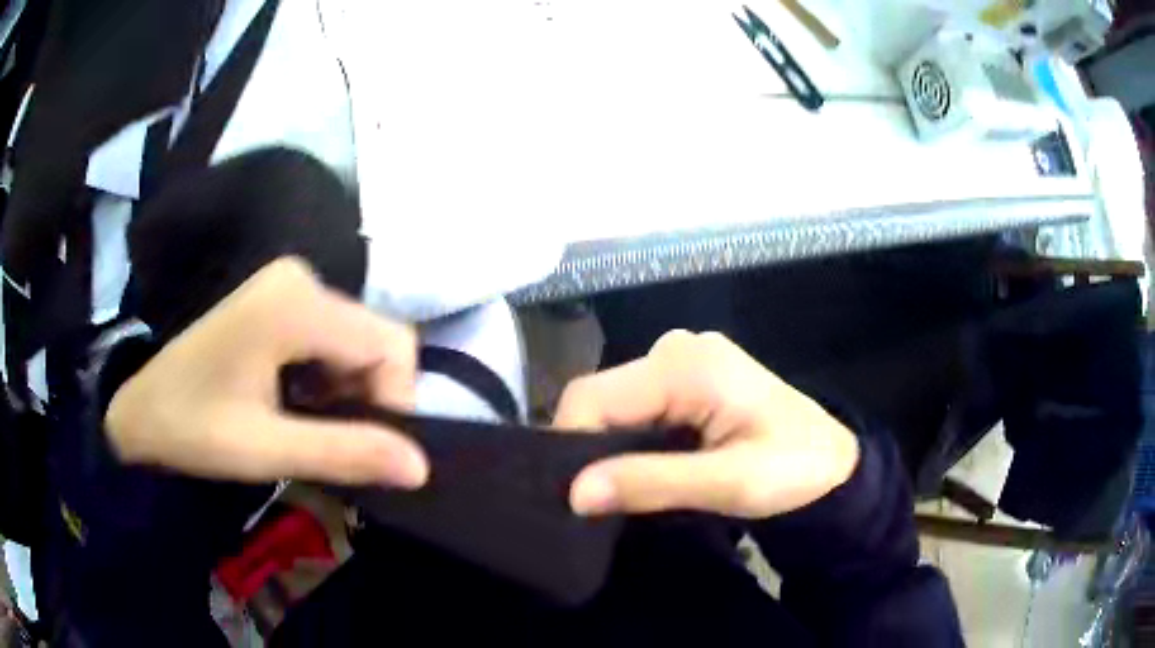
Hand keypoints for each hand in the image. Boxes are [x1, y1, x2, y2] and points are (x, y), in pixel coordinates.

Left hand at [105, 258, 428, 487]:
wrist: (141, 410)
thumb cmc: (193, 429)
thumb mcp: (266, 450)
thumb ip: (344, 453)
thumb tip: (421, 468)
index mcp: (295, 304)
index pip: (392, 345)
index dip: (396, 402)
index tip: (366, 449)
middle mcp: (301, 279)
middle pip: (377, 340)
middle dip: (368, 398)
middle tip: (330, 441)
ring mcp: (291, 284)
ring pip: (359, 341)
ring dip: (348, 392)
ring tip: (307, 425)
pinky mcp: (282, 298)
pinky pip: (335, 338)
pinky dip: (330, 378)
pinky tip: (297, 401)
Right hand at [555, 331, 858, 517]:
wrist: (832, 465)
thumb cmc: (794, 471)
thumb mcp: (728, 483)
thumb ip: (650, 483)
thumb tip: (574, 493)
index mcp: (687, 364)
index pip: (593, 396)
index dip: (572, 444)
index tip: (574, 495)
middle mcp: (677, 348)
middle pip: (602, 396)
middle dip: (592, 446)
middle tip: (601, 498)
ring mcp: (683, 359)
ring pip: (617, 403)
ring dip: (612, 445)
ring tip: (624, 486)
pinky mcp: (688, 377)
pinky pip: (638, 406)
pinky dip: (632, 439)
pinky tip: (645, 466)